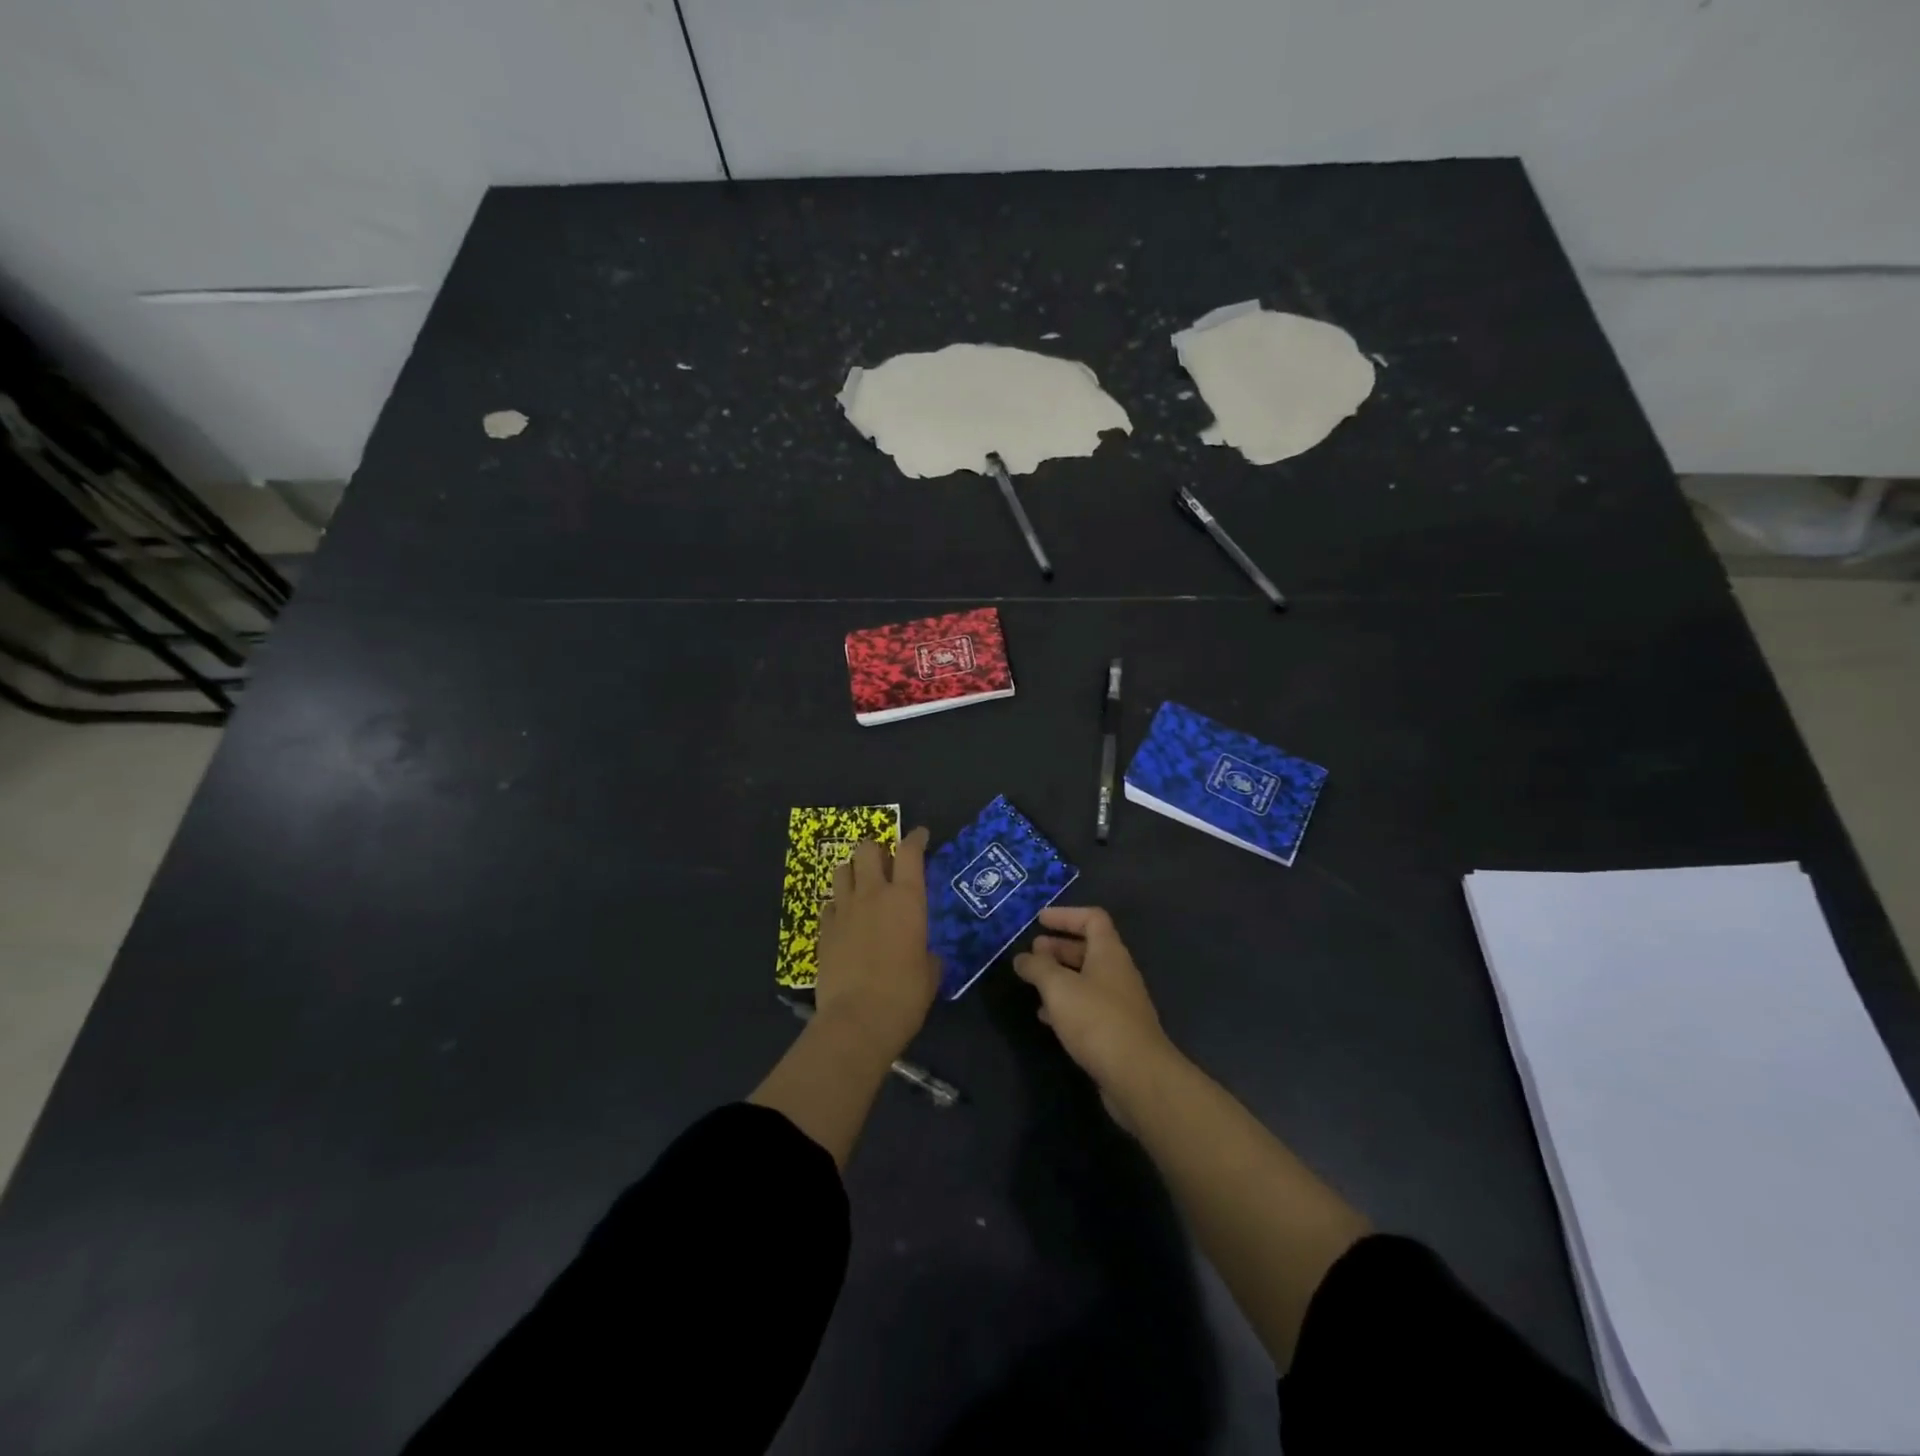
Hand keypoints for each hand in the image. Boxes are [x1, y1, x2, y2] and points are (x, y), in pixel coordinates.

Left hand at [815, 828, 938, 1061]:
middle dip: (876, 848)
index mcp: (906, 898)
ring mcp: (844, 910)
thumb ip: (927, 952)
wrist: (858, 1019)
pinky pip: (829, 904)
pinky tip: (843, 917)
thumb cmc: (905, 994)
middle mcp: (873, 894)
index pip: (910, 852)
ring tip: (860, 883)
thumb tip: (924, 953)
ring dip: (852, 871)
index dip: (915, 838)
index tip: (920, 835)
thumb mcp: (930, 972)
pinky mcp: (823, 930)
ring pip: (842, 870)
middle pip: (868, 850)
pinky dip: (837, 904)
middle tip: (884, 860)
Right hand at [1014, 906, 1176, 1126]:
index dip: (1066, 915)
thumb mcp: (1059, 988)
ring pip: (1086, 979)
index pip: (1092, 918)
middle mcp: (1118, 972)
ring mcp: (1120, 1003)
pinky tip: (1046, 1017)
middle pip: (1089, 948)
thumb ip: (1038, 968)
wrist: (1137, 1076)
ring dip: (1060, 976)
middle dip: (1059, 947)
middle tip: (1032, 952)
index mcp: (1109, 953)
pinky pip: (1088, 1006)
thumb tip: (1023, 958)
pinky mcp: (1116, 1031)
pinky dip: (1066, 1004)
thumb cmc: (1097, 1020)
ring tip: (1034, 982)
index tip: (1039, 921)